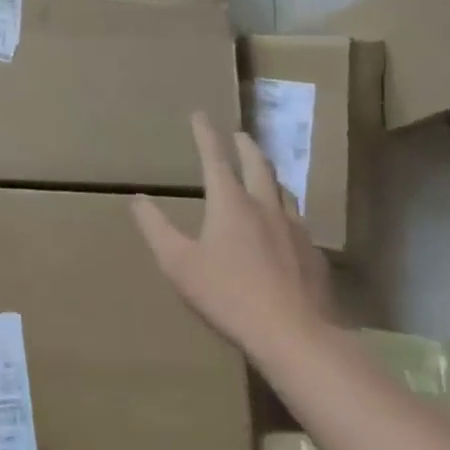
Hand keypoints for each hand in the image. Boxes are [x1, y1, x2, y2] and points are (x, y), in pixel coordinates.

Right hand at [131, 112, 336, 365]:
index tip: (199, 114)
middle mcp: (264, 206)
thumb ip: (155, 228)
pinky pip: (297, 218)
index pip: (215, 158)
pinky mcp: (312, 253)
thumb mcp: (178, 263)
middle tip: (238, 134)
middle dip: (245, 145)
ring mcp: (294, 228)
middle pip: (257, 165)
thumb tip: (137, 199)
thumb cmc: (228, 295)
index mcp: (230, 203)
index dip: (205, 134)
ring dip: (268, 173)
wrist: (294, 335)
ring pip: (282, 189)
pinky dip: (284, 207)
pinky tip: (284, 223)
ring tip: (263, 171)